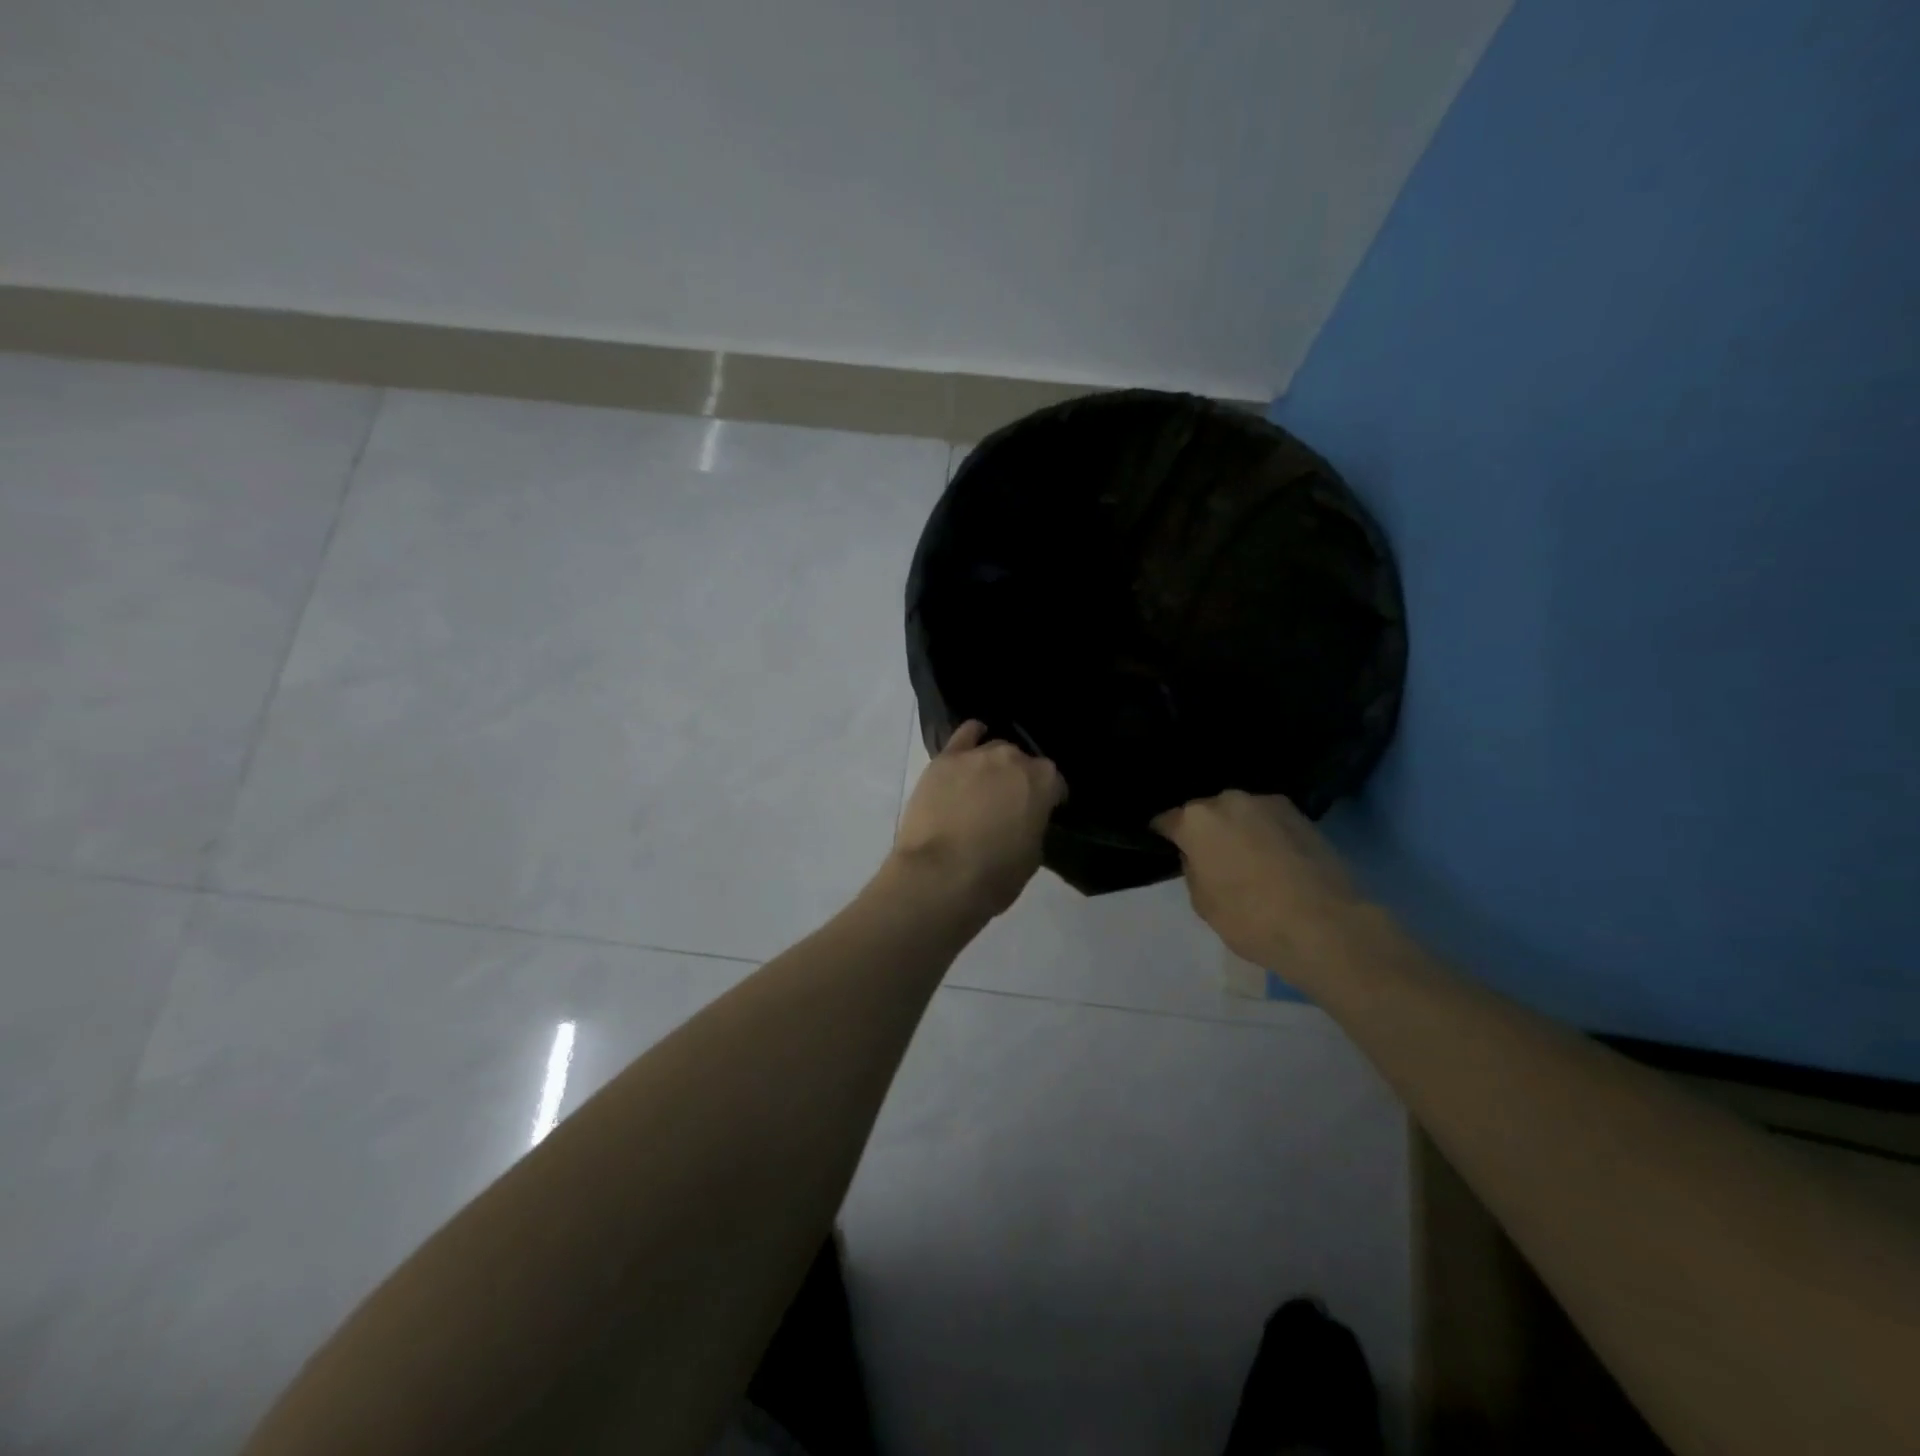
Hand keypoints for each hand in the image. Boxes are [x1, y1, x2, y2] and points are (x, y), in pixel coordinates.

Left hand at [891, 720, 1067, 919]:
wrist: (939, 875)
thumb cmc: (993, 875)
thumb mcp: (1032, 857)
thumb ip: (1033, 826)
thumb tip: (1024, 820)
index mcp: (1043, 782)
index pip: (1055, 782)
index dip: (1050, 798)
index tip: (1043, 812)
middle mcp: (1013, 759)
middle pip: (1022, 762)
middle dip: (1019, 779)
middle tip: (1009, 804)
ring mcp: (977, 755)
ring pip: (993, 748)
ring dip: (994, 765)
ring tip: (984, 785)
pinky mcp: (945, 759)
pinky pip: (964, 735)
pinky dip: (970, 738)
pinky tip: (970, 748)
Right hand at [1152, 790, 1372, 972]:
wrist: (1326, 926)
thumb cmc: (1251, 919)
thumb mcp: (1203, 904)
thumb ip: (1193, 870)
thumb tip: (1198, 856)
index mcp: (1196, 820)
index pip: (1167, 820)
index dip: (1164, 835)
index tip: (1165, 846)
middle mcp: (1229, 800)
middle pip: (1205, 812)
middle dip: (1204, 830)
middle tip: (1211, 857)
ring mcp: (1267, 803)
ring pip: (1239, 813)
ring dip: (1237, 829)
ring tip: (1246, 858)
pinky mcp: (1301, 814)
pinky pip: (1268, 820)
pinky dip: (1265, 833)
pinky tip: (1273, 858)